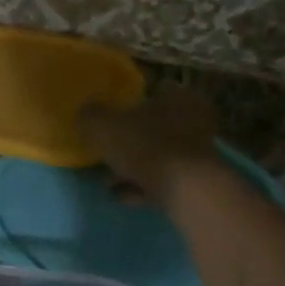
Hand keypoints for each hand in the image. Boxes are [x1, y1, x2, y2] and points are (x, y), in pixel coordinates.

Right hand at [78, 86, 218, 203]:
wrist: (185, 191)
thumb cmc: (146, 146)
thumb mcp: (104, 126)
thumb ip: (91, 116)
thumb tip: (86, 112)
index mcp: (178, 97)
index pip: (155, 89)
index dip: (131, 101)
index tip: (112, 113)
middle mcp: (194, 120)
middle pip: (155, 126)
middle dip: (130, 139)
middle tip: (106, 149)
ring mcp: (198, 153)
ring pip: (158, 155)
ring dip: (133, 166)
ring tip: (107, 180)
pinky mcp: (197, 182)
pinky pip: (162, 180)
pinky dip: (142, 186)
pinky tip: (121, 196)